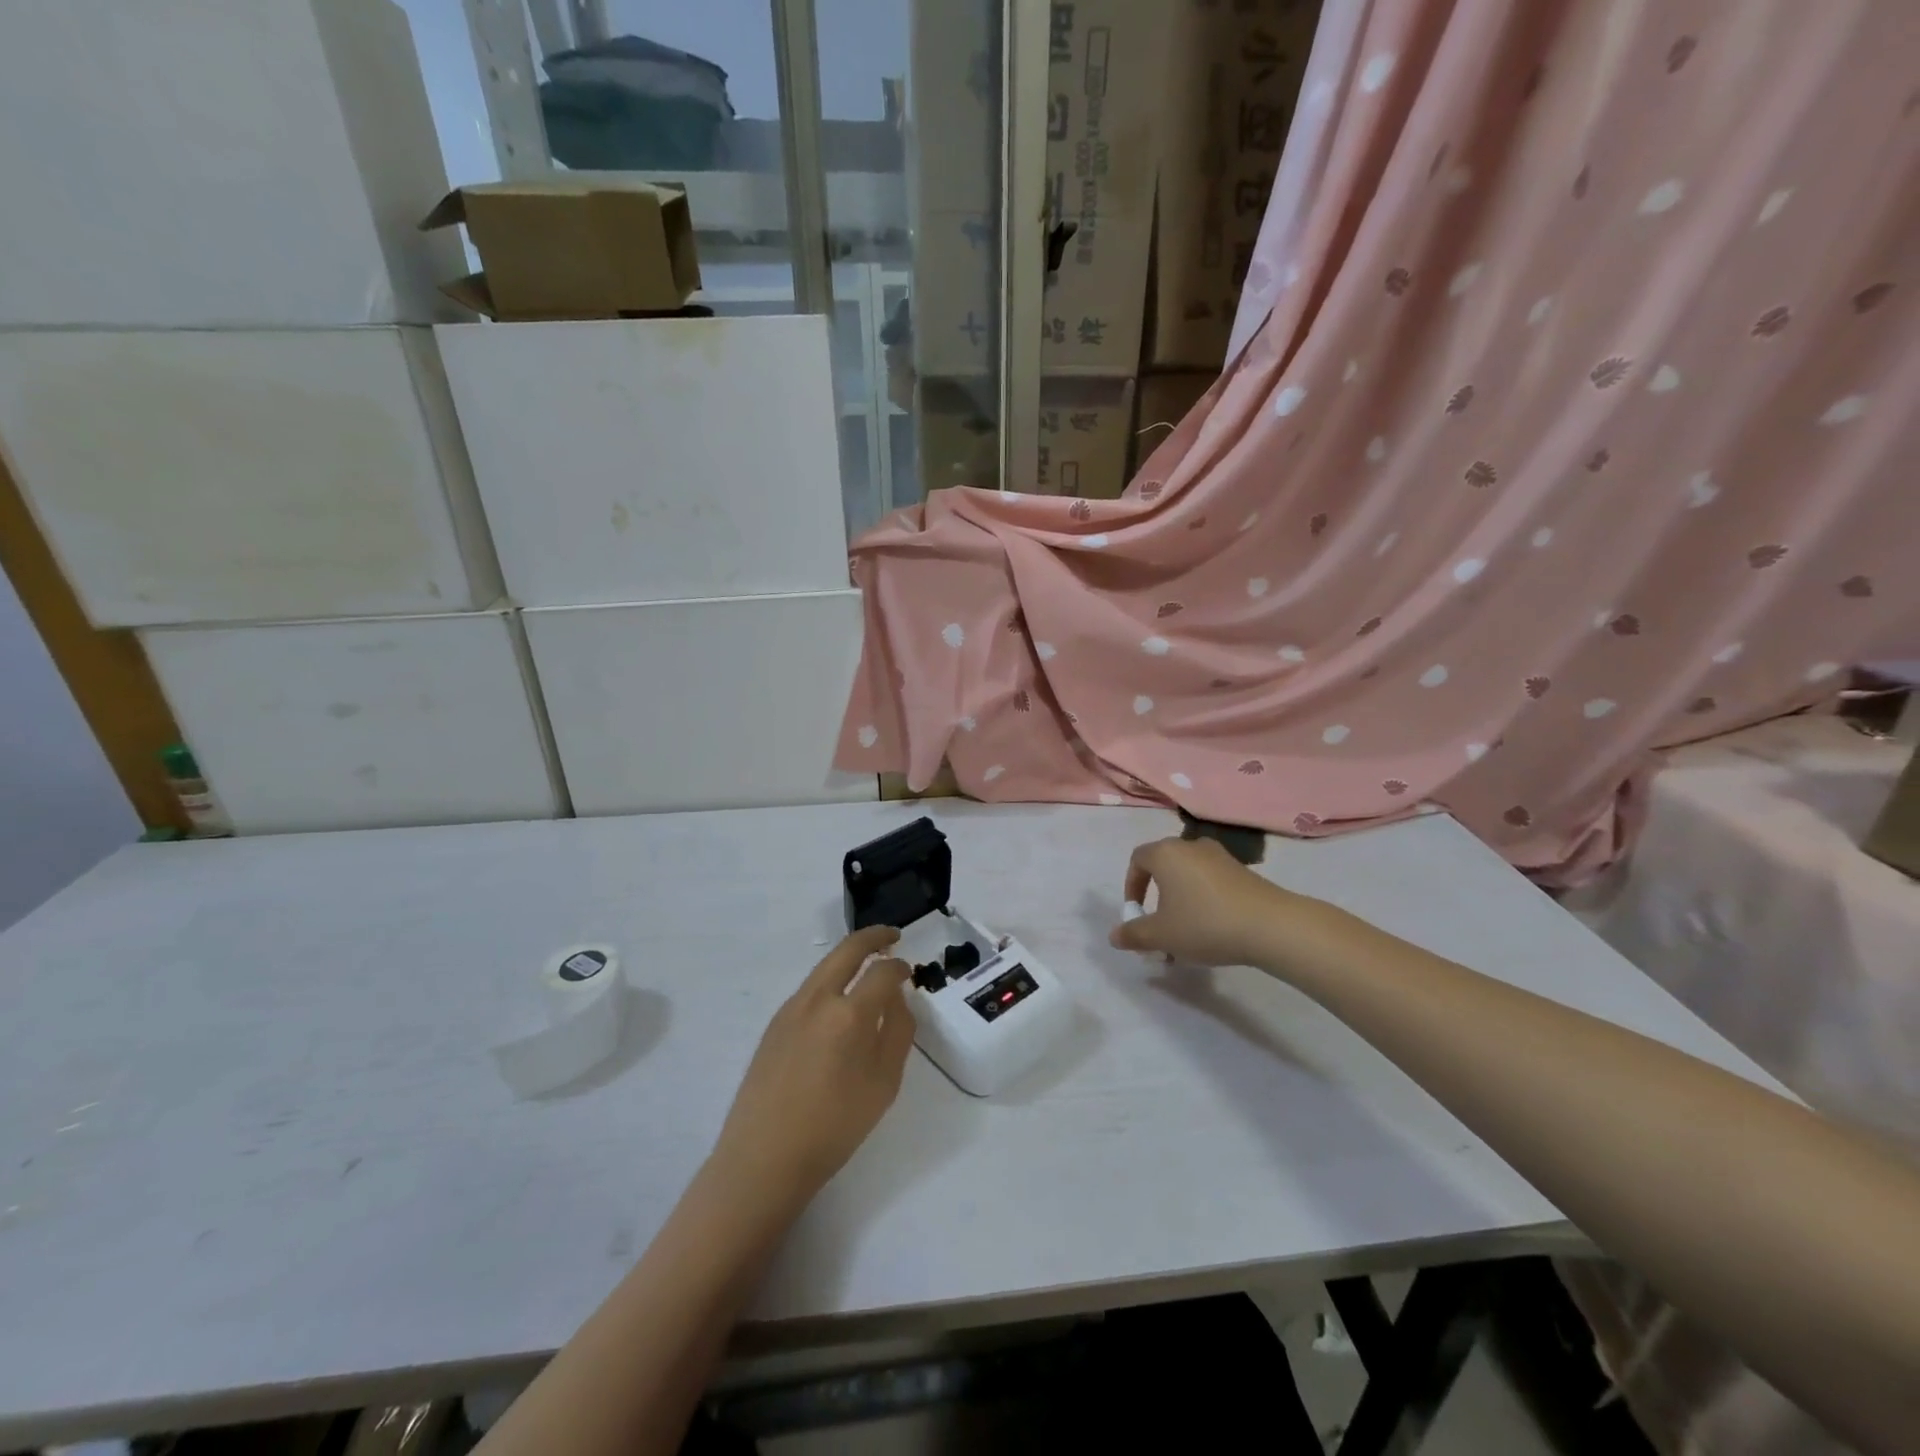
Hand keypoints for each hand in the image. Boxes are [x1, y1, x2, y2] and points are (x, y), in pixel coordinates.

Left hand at [709, 927, 915, 1209]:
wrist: (763, 1159)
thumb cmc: (834, 1127)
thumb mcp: (884, 1084)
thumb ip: (898, 1033)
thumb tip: (897, 998)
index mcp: (849, 1014)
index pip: (882, 971)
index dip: (900, 967)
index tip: (909, 971)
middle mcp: (818, 999)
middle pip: (847, 950)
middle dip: (872, 937)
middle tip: (891, 936)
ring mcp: (790, 1009)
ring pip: (824, 967)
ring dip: (849, 958)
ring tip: (867, 966)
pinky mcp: (773, 1025)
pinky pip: (809, 990)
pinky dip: (830, 982)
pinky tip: (837, 1005)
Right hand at [1109, 837, 1340, 973]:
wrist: (1271, 925)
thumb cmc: (1204, 924)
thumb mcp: (1161, 936)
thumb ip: (1134, 934)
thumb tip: (1114, 936)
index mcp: (1166, 853)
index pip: (1137, 859)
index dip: (1131, 885)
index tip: (1135, 911)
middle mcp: (1191, 846)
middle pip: (1164, 866)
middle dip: (1156, 896)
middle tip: (1159, 925)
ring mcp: (1220, 856)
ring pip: (1189, 876)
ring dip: (1181, 900)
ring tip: (1185, 933)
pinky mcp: (1243, 871)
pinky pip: (1211, 881)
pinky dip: (1204, 900)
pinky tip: (1212, 929)